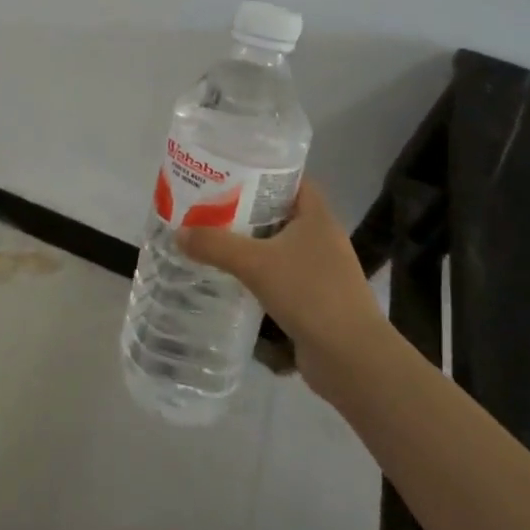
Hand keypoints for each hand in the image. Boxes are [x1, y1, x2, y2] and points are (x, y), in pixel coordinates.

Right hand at [178, 182, 381, 396]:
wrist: (351, 358)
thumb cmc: (309, 294)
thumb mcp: (255, 264)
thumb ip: (215, 245)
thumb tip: (178, 233)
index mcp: (317, 217)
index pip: (291, 179)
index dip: (262, 171)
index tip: (228, 172)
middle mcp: (322, 238)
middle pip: (279, 212)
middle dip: (246, 209)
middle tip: (208, 205)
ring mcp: (322, 270)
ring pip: (279, 246)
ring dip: (250, 244)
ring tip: (212, 239)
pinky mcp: (315, 298)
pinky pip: (281, 275)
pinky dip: (258, 274)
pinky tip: (231, 278)